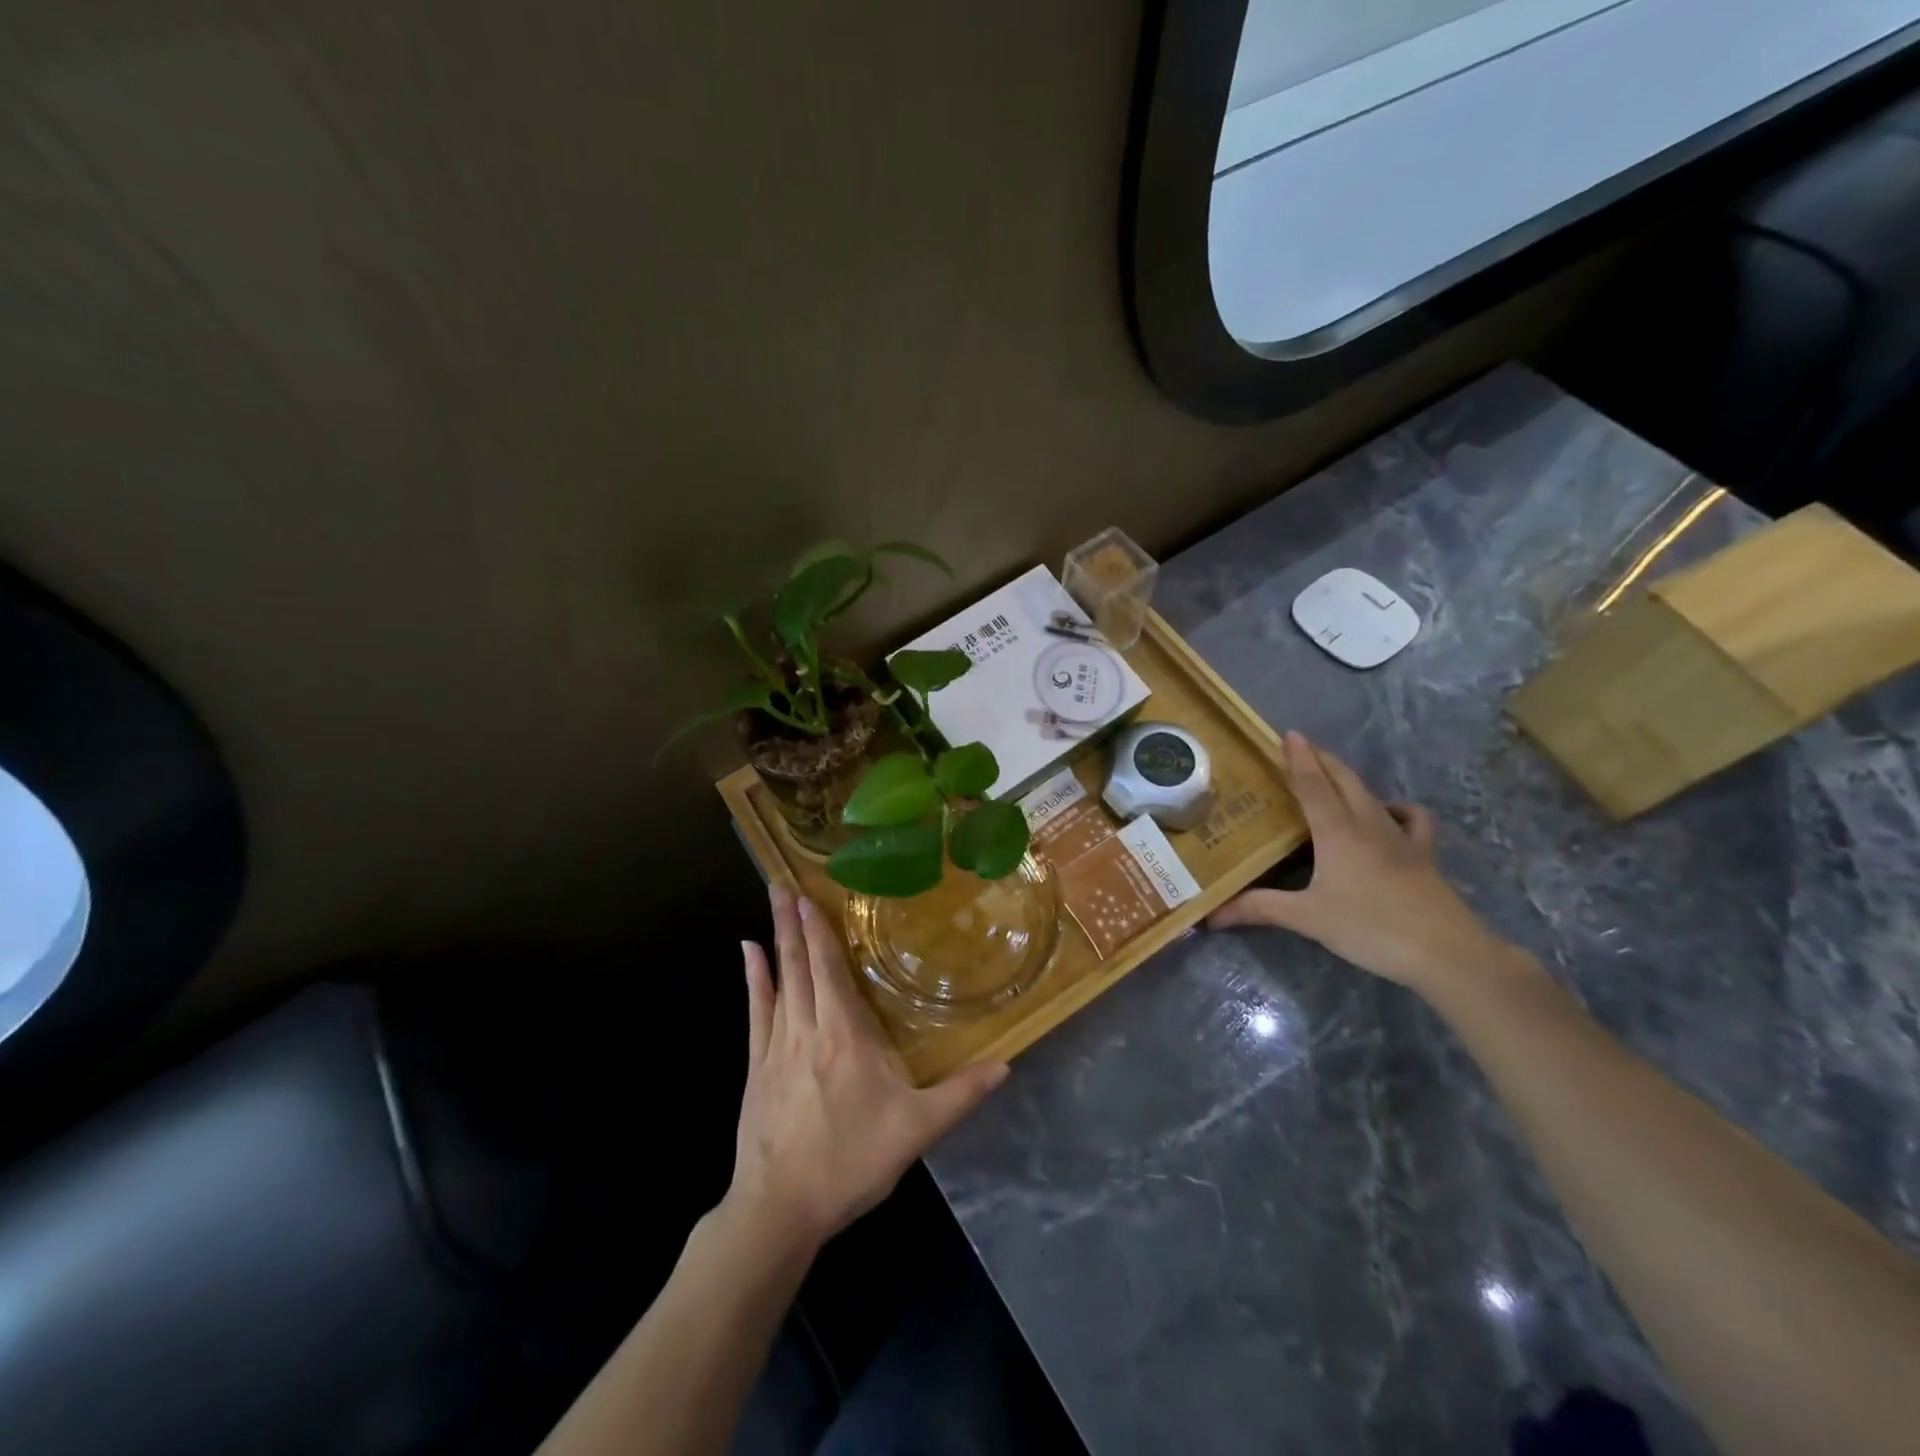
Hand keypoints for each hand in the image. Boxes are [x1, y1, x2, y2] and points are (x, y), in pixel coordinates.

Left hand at [727, 884, 1007, 1253]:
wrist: (779, 1209)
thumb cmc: (850, 1162)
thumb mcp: (916, 1130)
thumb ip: (961, 1094)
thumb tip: (1006, 1065)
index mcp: (844, 1036)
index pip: (831, 970)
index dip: (821, 931)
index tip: (810, 895)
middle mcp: (807, 1029)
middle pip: (800, 965)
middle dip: (793, 922)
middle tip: (782, 883)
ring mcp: (775, 1046)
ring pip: (778, 980)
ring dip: (775, 940)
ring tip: (770, 902)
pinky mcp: (756, 1067)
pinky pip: (755, 1011)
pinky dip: (753, 978)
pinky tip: (747, 954)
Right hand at [1208, 732, 1506, 991]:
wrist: (1446, 951)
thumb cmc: (1371, 928)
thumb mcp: (1308, 919)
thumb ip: (1260, 909)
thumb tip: (1211, 915)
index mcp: (1337, 831)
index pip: (1313, 784)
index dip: (1299, 758)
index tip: (1288, 734)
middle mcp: (1368, 823)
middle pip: (1343, 779)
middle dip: (1322, 759)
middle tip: (1301, 748)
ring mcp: (1400, 836)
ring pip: (1371, 793)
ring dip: (1349, 777)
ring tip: (1332, 775)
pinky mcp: (1423, 854)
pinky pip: (1410, 818)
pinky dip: (1395, 807)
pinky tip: (1386, 813)